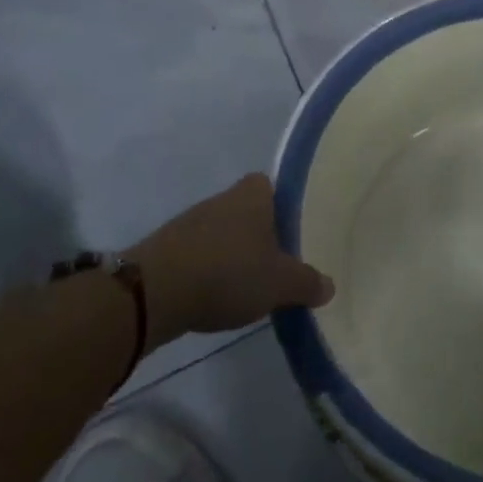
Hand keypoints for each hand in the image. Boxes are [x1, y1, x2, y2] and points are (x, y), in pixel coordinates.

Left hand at [126, 175, 333, 343]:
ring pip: (221, 232)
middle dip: (259, 233)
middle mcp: (223, 198)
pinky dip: (206, 270)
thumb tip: (329, 286)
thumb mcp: (280, 283)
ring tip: (246, 284)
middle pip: (248, 210)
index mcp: (254, 193)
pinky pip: (197, 254)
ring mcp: (190, 221)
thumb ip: (307, 283)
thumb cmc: (228, 272)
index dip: (283, 206)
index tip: (292, 232)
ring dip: (231, 253)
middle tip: (276, 261)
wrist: (153, 293)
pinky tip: (213, 295)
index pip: (273, 186)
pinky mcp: (165, 248)